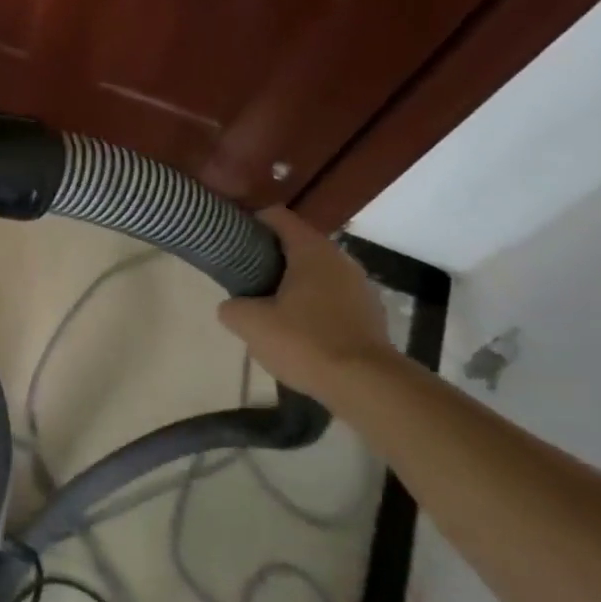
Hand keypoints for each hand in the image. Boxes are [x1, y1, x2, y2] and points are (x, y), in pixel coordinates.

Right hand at [216, 207, 396, 397]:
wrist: (366, 384)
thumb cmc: (305, 342)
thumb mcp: (250, 324)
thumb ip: (232, 307)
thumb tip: (234, 306)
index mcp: (311, 251)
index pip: (277, 217)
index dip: (251, 223)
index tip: (232, 240)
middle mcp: (340, 259)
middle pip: (296, 245)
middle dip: (269, 258)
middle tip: (244, 280)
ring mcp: (359, 286)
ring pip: (315, 274)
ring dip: (291, 284)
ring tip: (268, 310)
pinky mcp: (369, 314)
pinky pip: (331, 298)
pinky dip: (312, 306)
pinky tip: (297, 332)